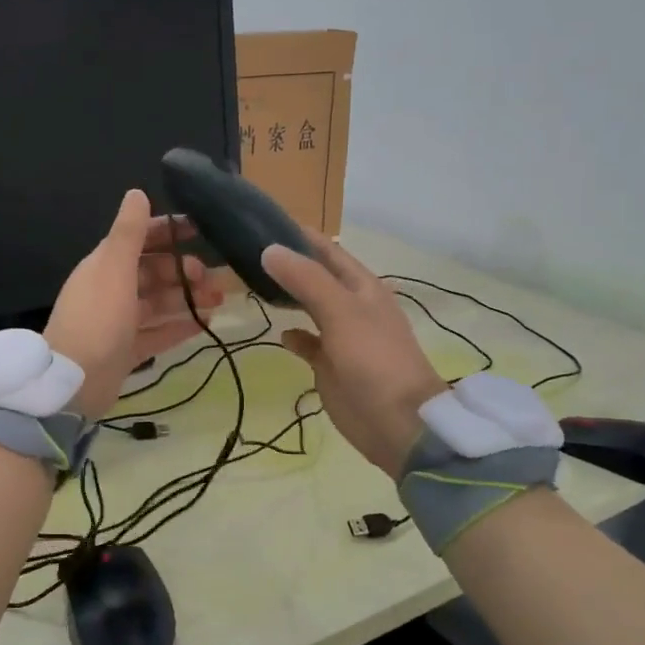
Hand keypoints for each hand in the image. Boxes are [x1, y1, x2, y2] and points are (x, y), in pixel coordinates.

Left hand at [44, 190, 224, 419]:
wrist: (74, 382)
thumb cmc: (97, 318)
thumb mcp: (114, 268)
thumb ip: (129, 232)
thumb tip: (137, 192)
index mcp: (105, 266)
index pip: (139, 239)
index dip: (168, 231)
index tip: (200, 229)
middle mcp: (111, 290)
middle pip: (152, 273)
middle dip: (183, 271)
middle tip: (212, 278)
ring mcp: (119, 322)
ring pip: (159, 303)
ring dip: (187, 298)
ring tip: (219, 300)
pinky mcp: (126, 351)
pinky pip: (158, 333)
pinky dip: (180, 327)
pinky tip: (206, 324)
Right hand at [262, 236, 447, 479]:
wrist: (398, 422)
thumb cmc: (374, 360)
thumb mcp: (341, 312)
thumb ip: (306, 280)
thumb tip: (269, 249)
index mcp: (361, 287)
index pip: (327, 250)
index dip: (299, 235)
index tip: (262, 222)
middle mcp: (351, 306)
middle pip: (315, 277)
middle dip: (288, 264)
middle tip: (246, 253)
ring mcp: (341, 337)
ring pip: (309, 307)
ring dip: (287, 296)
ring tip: (252, 284)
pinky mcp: (330, 365)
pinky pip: (308, 343)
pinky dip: (294, 336)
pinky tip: (280, 334)